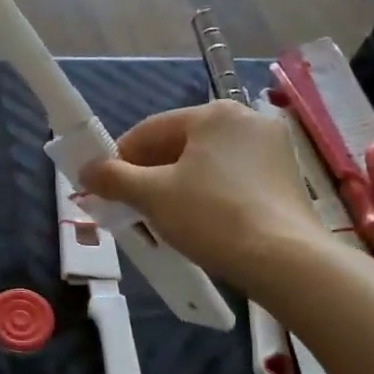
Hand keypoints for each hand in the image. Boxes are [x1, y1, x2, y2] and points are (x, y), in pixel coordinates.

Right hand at [79, 101, 318, 291]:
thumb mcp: (153, 196)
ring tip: (162, 219)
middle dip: (150, 175)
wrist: (284, 260)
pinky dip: (209, 196)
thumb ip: (114, 179)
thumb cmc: (212, 217)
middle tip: (129, 207)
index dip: (119, 158)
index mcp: (214, 114)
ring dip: (178, 187)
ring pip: (207, 164)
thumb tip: (86, 170)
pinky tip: (200, 223)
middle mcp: (247, 121)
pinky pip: (232, 180)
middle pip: (181, 145)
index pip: (150, 130)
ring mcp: (273, 149)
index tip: (103, 187)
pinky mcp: (287, 179)